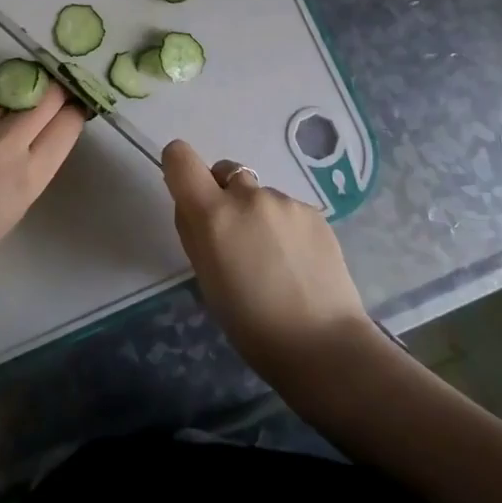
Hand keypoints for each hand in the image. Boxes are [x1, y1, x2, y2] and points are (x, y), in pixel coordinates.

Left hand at [0, 86, 85, 281]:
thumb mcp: (17, 205)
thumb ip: (35, 165)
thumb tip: (46, 131)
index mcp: (29, 176)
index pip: (68, 123)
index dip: (76, 110)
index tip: (76, 106)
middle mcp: (8, 143)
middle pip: (47, 95)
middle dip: (58, 89)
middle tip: (59, 89)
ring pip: (17, 88)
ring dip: (27, 89)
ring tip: (26, 93)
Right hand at [162, 139, 375, 389]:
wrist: (322, 343)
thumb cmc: (250, 325)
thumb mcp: (206, 279)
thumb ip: (195, 232)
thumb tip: (193, 206)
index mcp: (213, 214)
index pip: (181, 158)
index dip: (179, 166)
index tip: (187, 190)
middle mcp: (248, 196)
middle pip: (226, 173)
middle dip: (224, 196)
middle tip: (236, 239)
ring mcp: (285, 201)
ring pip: (259, 194)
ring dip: (258, 215)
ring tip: (274, 260)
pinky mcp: (314, 212)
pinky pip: (287, 209)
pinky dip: (285, 227)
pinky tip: (298, 263)